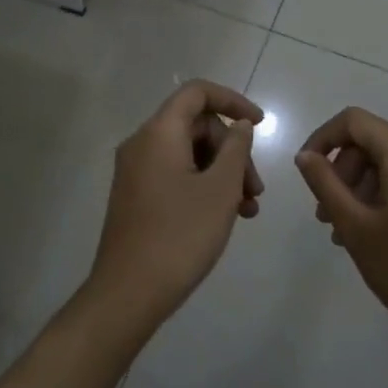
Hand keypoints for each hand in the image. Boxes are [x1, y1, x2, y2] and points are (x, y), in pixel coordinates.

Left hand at [86, 80, 263, 332]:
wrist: (128, 294)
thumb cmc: (180, 235)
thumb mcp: (220, 189)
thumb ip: (236, 148)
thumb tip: (239, 125)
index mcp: (159, 133)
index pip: (197, 93)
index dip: (232, 101)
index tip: (260, 125)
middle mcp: (142, 144)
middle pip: (197, 126)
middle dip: (233, 150)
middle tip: (256, 188)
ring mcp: (136, 172)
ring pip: (190, 154)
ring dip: (223, 173)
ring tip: (248, 209)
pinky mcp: (137, 196)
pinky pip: (176, 175)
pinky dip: (204, 186)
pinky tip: (228, 216)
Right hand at [293, 107, 387, 351]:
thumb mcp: (356, 227)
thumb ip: (325, 184)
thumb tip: (305, 155)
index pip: (355, 121)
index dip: (323, 138)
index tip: (306, 171)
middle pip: (370, 142)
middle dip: (341, 171)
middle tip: (325, 215)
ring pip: (387, 164)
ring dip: (357, 188)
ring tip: (342, 232)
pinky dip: (380, 197)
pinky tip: (369, 234)